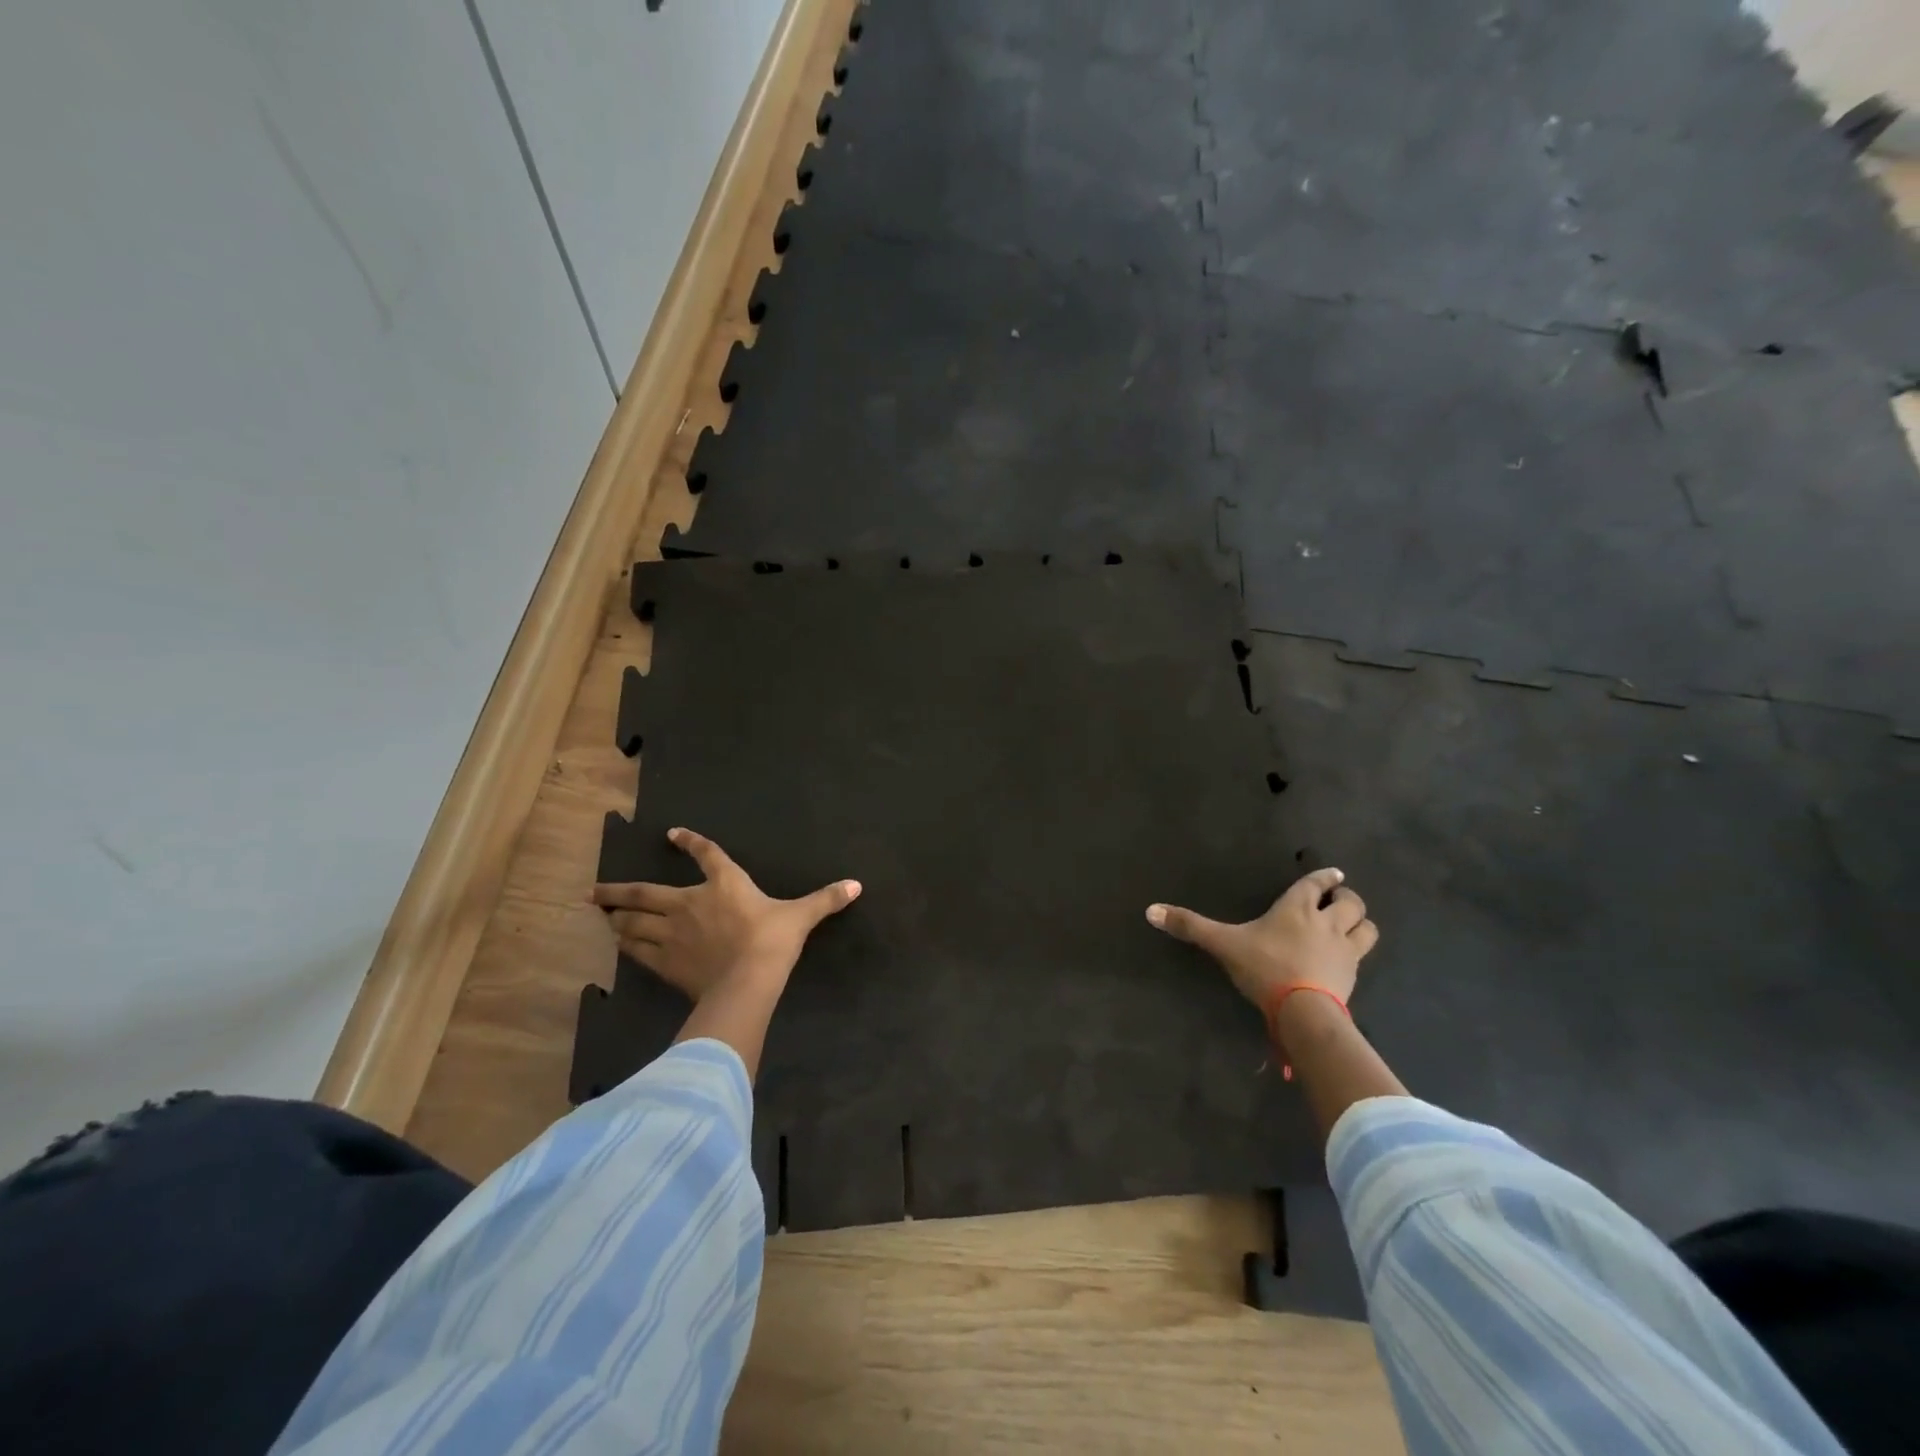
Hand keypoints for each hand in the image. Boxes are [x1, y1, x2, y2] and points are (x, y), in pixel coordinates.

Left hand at [592, 827, 859, 1000]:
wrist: (747, 980)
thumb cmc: (773, 940)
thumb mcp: (801, 916)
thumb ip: (826, 899)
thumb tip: (857, 885)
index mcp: (724, 884)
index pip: (706, 856)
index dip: (690, 843)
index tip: (672, 834)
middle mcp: (689, 904)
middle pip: (645, 893)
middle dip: (618, 891)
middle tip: (595, 891)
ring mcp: (672, 934)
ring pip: (633, 923)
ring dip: (617, 918)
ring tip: (602, 915)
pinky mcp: (665, 962)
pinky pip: (638, 951)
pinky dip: (626, 947)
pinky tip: (617, 946)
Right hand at [1146, 867, 1378, 1008]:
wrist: (1302, 1010)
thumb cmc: (1264, 967)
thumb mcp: (1222, 944)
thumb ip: (1190, 926)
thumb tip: (1150, 910)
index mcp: (1297, 909)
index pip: (1316, 884)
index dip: (1325, 877)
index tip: (1334, 874)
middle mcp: (1326, 923)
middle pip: (1351, 903)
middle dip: (1348, 898)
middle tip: (1340, 900)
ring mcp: (1344, 951)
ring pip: (1366, 928)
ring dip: (1361, 924)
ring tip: (1351, 926)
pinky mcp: (1352, 977)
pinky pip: (1362, 958)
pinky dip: (1357, 954)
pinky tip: (1346, 961)